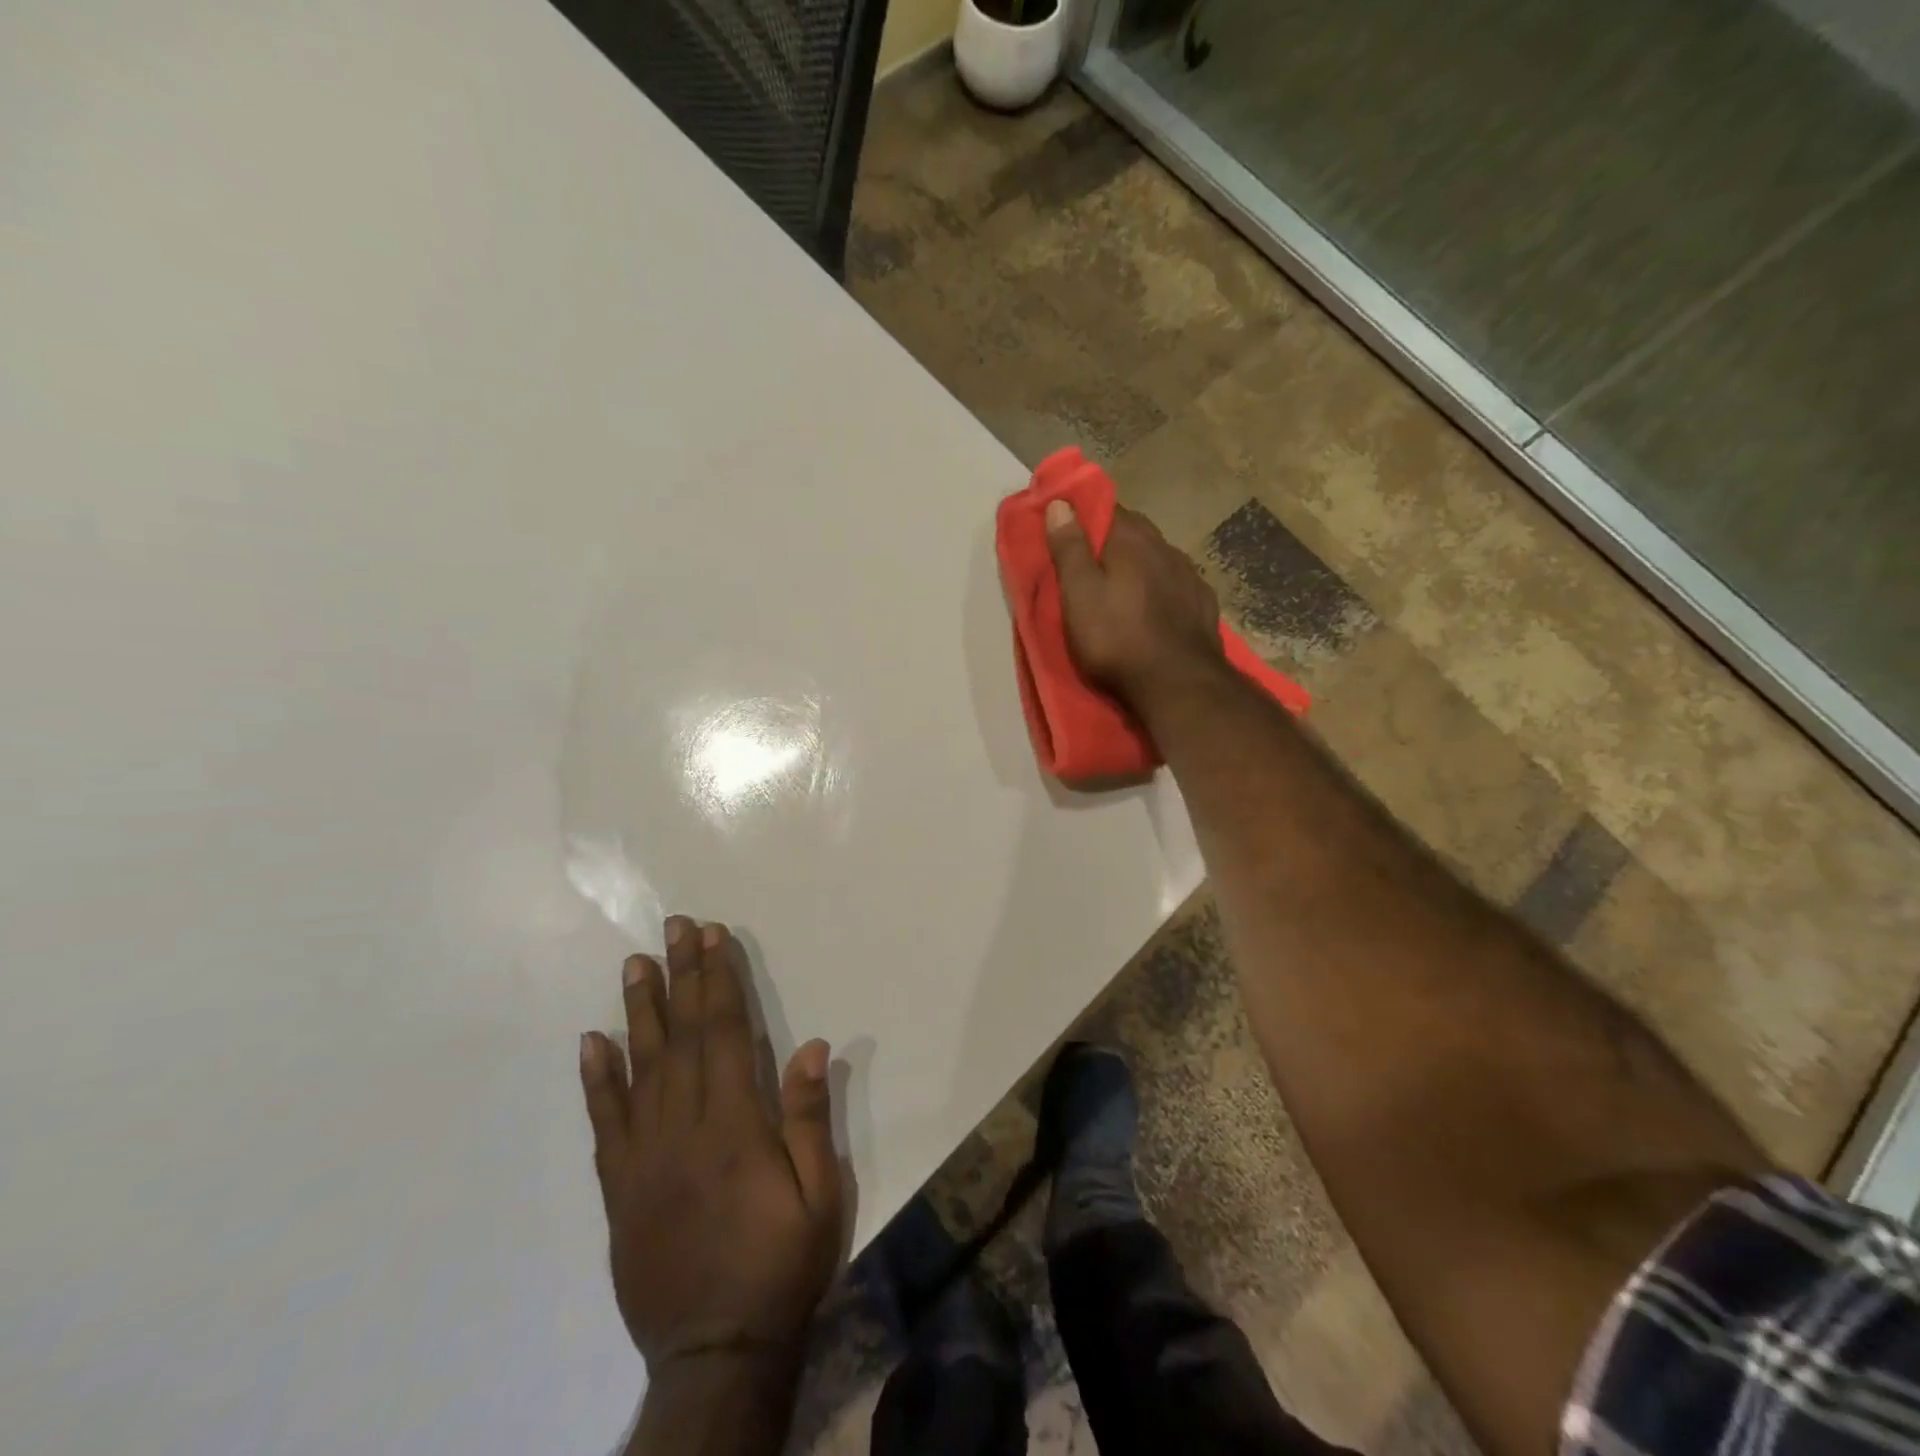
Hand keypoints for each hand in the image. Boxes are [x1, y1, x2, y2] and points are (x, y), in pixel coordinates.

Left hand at [580, 917, 842, 1378]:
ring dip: (638, 1011)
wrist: (716, 1353)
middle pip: (681, 1036)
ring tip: (634, 964)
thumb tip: (809, 1044)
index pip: (724, 1032)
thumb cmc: (781, 1264)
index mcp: (734, 1124)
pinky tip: (591, 1044)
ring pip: (639, 1067)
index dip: (718, 980)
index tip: (713, 936)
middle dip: (681, 975)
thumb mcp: (819, 1194)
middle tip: (673, 927)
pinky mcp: (620, 1188)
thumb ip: (807, 1117)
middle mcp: (683, 1127)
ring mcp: (644, 1156)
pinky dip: (596, 1081)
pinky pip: (604, 1124)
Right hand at [1045, 499, 1225, 708]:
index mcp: (1132, 541)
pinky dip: (1162, 588)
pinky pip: (1177, 584)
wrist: (1177, 685)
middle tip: (1090, 561)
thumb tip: (1060, 503)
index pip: (1108, 508)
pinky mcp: (1204, 605)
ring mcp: (1190, 576)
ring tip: (1123, 586)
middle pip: (1136, 531)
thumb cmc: (1116, 640)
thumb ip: (1070, 549)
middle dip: (1113, 540)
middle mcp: (1166, 549)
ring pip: (1159, 558)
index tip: (1068, 528)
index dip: (1086, 515)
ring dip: (1141, 564)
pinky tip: (1155, 607)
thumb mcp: (1078, 596)